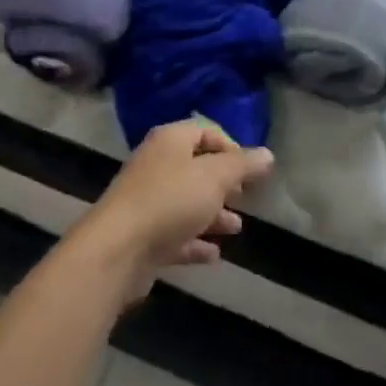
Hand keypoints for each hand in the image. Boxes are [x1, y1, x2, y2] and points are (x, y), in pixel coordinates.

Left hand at [72, 122, 273, 294]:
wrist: (118, 250)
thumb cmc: (170, 201)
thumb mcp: (214, 177)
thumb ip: (242, 165)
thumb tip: (268, 154)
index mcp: (170, 140)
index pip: (204, 131)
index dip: (230, 147)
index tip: (250, 171)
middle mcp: (156, 164)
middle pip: (195, 167)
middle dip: (222, 182)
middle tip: (245, 197)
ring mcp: (147, 200)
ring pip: (186, 202)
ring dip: (212, 213)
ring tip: (236, 228)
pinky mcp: (143, 235)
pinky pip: (175, 233)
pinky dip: (195, 241)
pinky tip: (214, 254)